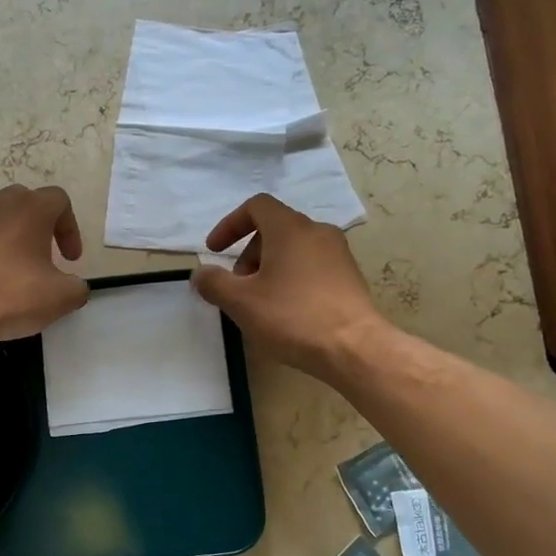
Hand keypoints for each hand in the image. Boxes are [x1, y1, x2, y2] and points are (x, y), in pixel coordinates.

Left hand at [0, 185, 89, 345]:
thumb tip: (74, 287)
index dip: (71, 229)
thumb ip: (77, 288)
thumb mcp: (61, 298)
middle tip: (45, 257)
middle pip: (25, 201)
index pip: (59, 200)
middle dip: (39, 226)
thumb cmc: (11, 295)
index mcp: (31, 208)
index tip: (70, 261)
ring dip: (9, 235)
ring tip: (13, 267)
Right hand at [191, 194, 385, 382]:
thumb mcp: (241, 302)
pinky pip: (312, 266)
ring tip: (260, 302)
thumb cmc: (292, 317)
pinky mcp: (349, 277)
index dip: (230, 225)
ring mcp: (338, 254)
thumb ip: (214, 283)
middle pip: (274, 229)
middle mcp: (317, 232)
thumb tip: (200, 274)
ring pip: (294, 249)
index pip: (256, 206)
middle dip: (248, 254)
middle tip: (238, 286)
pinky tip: (287, 311)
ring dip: (269, 268)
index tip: (214, 251)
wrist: (355, 348)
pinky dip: (291, 278)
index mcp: (290, 229)